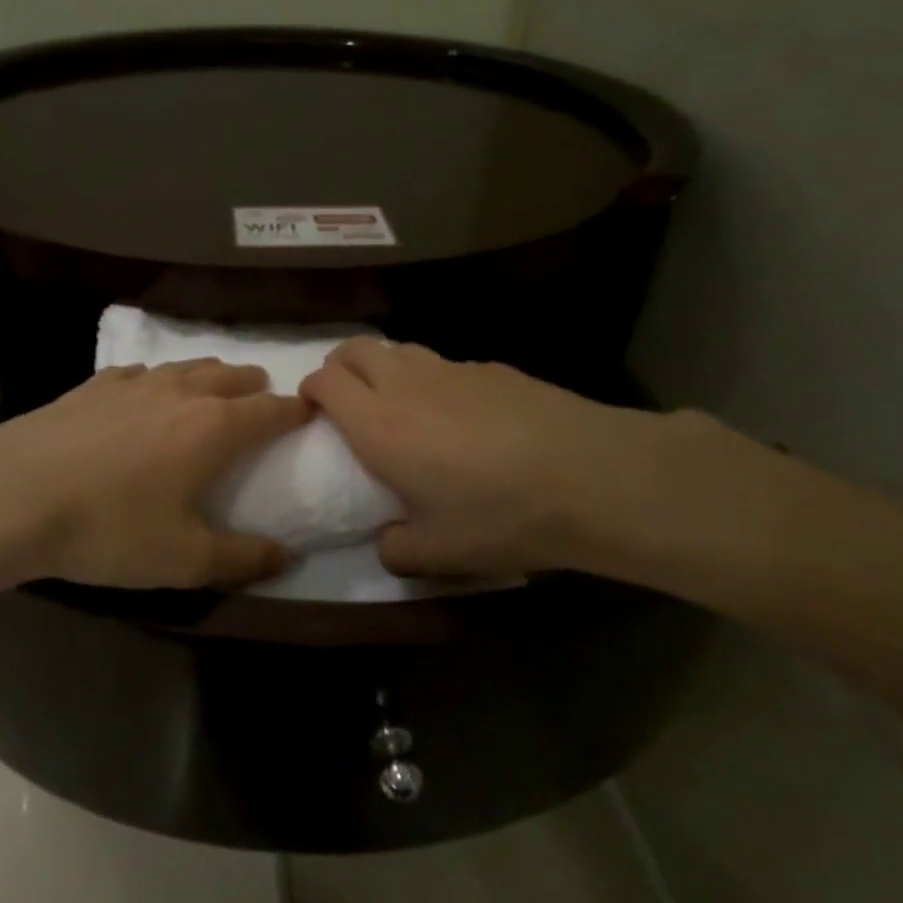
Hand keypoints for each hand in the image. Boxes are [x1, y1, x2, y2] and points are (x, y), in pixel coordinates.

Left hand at [0, 361, 309, 589]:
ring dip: (210, 378)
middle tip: (261, 403)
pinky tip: (146, 395)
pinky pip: (142, 372)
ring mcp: (135, 382)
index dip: (296, 412)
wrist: (14, 495)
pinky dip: (160, 381)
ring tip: (213, 393)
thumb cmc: (110, 528)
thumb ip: (242, 558)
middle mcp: (182, 392)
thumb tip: (286, 556)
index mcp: (214, 427)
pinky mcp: (95, 384)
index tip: (309, 415)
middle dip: (255, 387)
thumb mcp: (183, 559)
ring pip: (189, 367)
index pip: (271, 410)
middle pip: (233, 376)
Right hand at [300, 338, 724, 584]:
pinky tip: (462, 412)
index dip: (311, 389)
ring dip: (384, 366)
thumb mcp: (440, 553)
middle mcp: (406, 385)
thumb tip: (387, 542)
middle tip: (345, 398)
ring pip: (399, 349)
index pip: (325, 381)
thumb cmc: (500, 516)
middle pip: (354, 349)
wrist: (591, 476)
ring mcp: (452, 369)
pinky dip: (433, 378)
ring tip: (398, 400)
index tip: (313, 410)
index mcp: (378, 424)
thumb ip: (397, 549)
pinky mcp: (493, 368)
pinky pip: (445, 364)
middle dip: (339, 366)